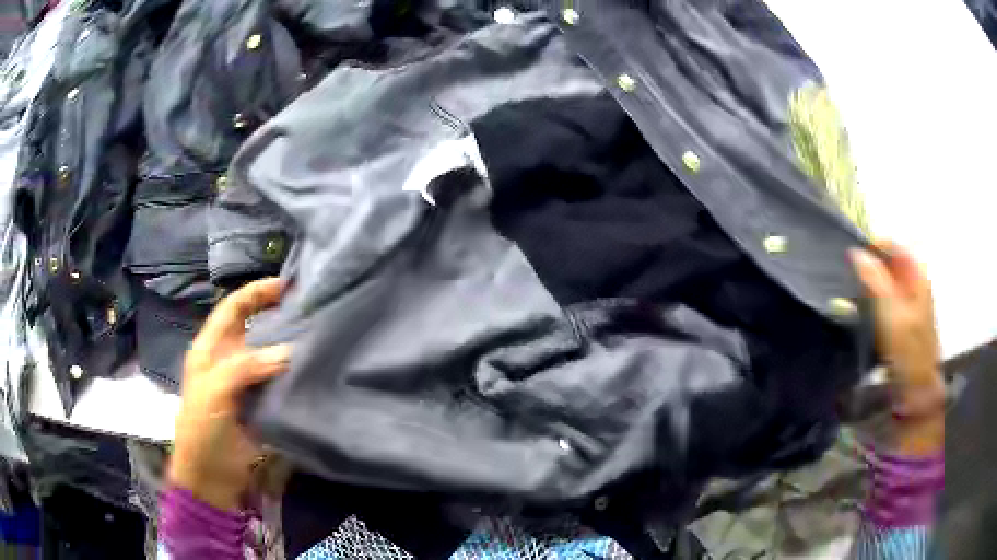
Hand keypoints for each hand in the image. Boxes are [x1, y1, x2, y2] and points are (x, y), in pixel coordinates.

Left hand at [168, 278, 290, 510]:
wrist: (210, 475)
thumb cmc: (203, 428)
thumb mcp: (215, 391)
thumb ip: (246, 367)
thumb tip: (288, 352)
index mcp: (210, 348)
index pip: (233, 308)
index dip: (256, 293)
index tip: (286, 286)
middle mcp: (228, 359)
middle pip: (253, 328)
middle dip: (276, 316)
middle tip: (309, 310)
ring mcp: (245, 383)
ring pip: (268, 355)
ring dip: (288, 345)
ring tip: (317, 337)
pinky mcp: (259, 405)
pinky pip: (278, 382)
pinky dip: (293, 374)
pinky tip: (312, 371)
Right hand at [850, 240, 943, 454]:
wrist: (917, 390)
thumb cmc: (907, 349)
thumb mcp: (890, 312)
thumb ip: (874, 280)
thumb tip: (855, 252)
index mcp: (916, 274)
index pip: (892, 245)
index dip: (872, 249)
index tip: (852, 263)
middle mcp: (915, 283)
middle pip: (889, 264)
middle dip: (869, 271)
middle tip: (852, 286)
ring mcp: (910, 303)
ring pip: (886, 283)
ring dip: (870, 289)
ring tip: (854, 303)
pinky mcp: (904, 322)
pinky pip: (886, 302)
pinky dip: (874, 304)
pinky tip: (865, 318)